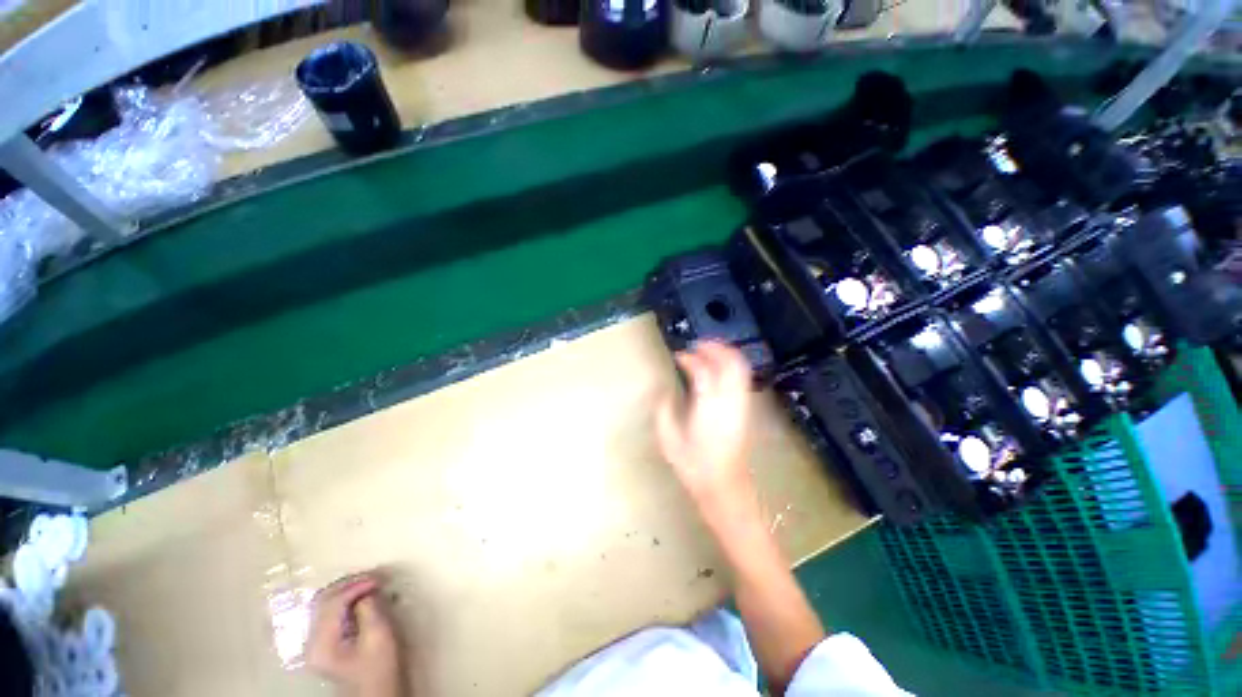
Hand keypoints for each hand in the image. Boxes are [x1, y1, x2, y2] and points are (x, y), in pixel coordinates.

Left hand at [305, 573, 402, 696]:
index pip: (332, 604)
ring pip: (325, 603)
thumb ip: (370, 610)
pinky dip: (346, 599)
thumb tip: (367, 591)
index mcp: (321, 645)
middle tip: (374, 577)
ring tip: (370, 583)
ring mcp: (316, 642)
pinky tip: (362, 596)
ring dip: (348, 589)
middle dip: (349, 585)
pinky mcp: (325, 641)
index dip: (355, 587)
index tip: (378, 579)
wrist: (377, 692)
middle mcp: (312, 642)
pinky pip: (331, 611)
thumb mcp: (379, 637)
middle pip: (324, 601)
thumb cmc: (380, 667)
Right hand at [656, 342, 758, 516]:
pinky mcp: (745, 409)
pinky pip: (743, 378)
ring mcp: (741, 404)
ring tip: (708, 351)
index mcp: (708, 407)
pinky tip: (719, 369)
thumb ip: (664, 410)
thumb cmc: (694, 465)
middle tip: (697, 344)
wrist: (725, 486)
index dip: (690, 358)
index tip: (678, 356)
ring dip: (726, 354)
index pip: (703, 370)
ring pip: (741, 368)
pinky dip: (732, 366)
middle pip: (730, 362)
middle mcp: (729, 401)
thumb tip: (664, 391)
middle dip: (715, 348)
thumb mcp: (669, 440)